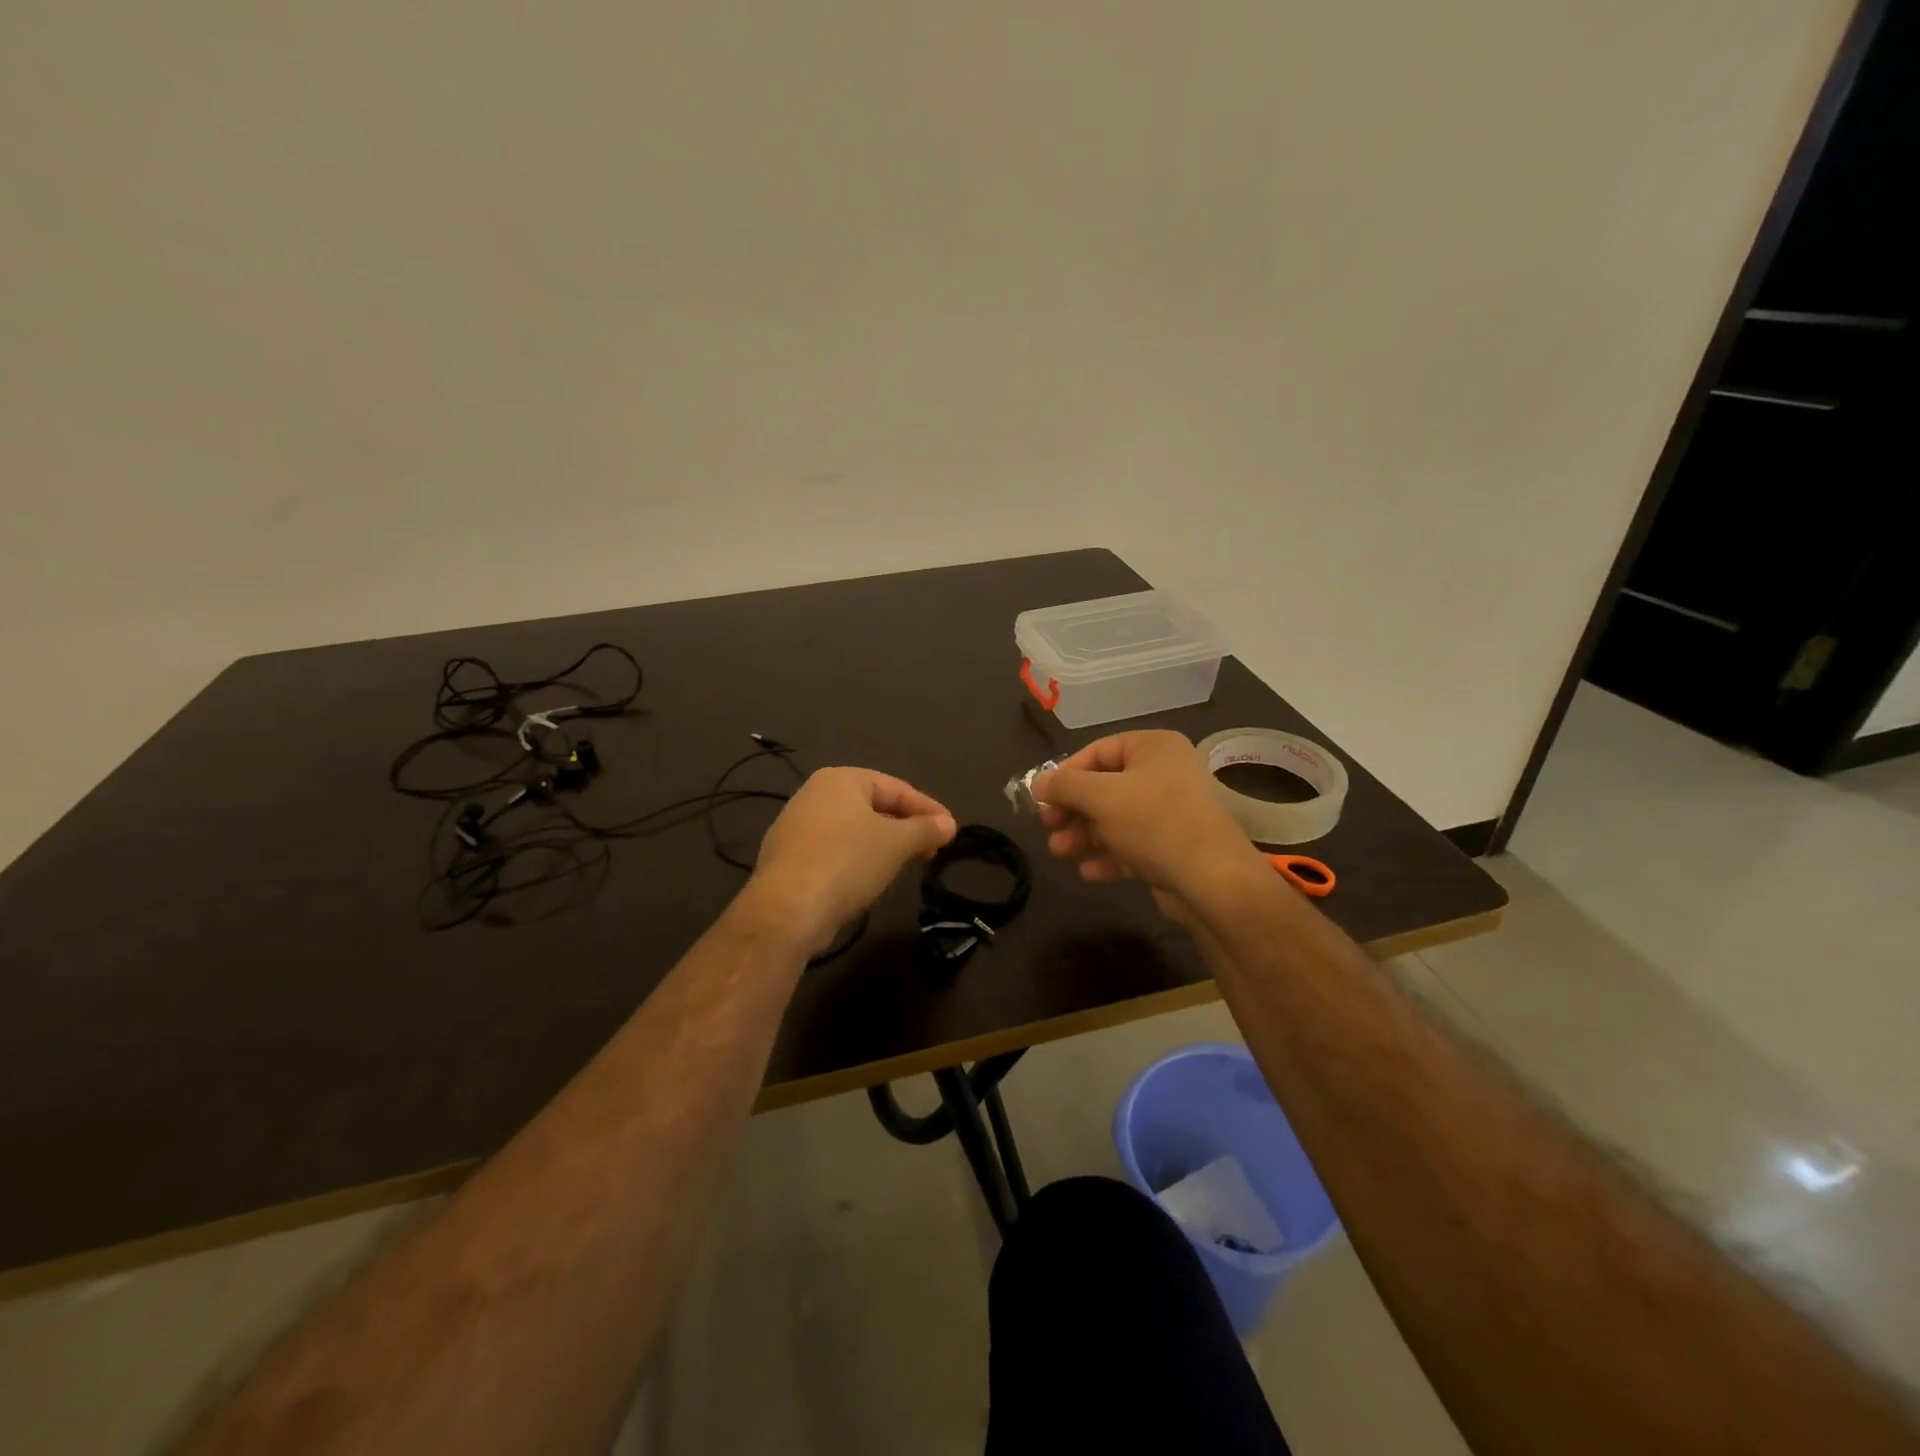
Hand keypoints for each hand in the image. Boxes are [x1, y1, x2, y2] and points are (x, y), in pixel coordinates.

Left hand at [746, 767, 956, 954]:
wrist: (787, 910)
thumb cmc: (848, 862)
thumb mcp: (897, 843)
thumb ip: (925, 829)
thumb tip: (948, 824)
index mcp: (839, 780)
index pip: (895, 787)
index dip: (927, 808)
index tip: (951, 830)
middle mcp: (813, 796)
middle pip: (873, 807)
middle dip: (905, 828)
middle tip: (932, 849)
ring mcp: (796, 828)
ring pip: (853, 831)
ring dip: (883, 846)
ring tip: (906, 865)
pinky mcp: (788, 860)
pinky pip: (835, 852)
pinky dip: (858, 860)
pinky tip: (870, 880)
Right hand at [1033, 731, 1263, 907]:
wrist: (1213, 880)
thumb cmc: (1154, 823)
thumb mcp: (1101, 797)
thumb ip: (1064, 785)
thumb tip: (1038, 782)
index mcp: (1154, 748)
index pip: (1098, 751)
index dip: (1066, 773)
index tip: (1041, 797)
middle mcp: (1165, 773)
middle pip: (1105, 786)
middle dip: (1072, 808)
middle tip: (1046, 825)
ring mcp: (1171, 811)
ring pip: (1116, 818)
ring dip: (1084, 834)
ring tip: (1059, 851)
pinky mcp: (1172, 846)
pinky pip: (1132, 844)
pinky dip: (1109, 854)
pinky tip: (1088, 871)